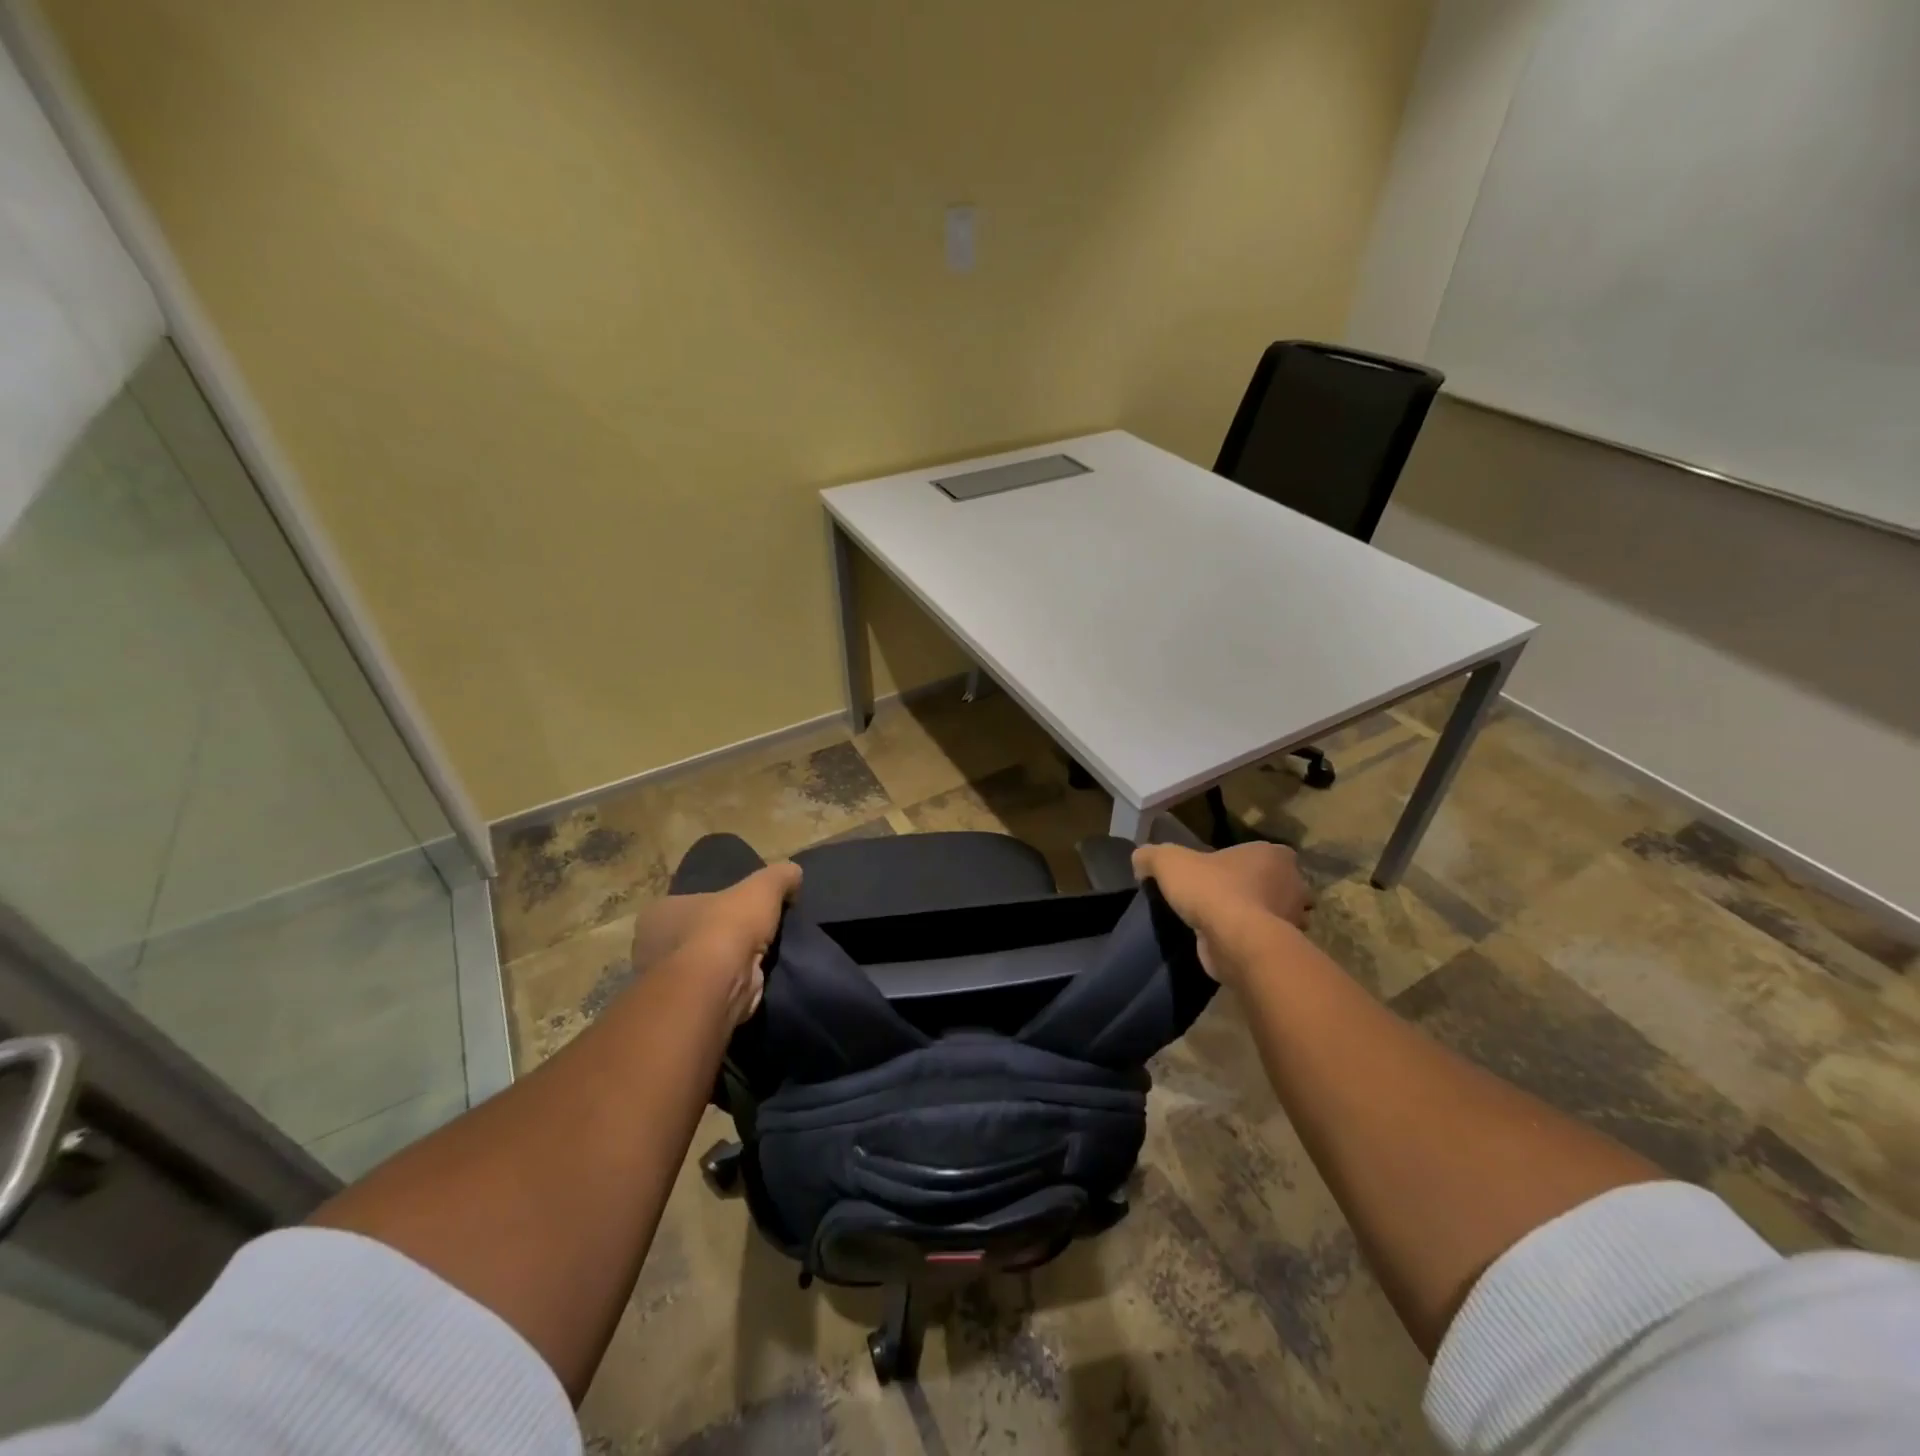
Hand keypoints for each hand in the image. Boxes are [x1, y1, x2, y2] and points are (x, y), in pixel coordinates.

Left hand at [628, 862, 801, 1025]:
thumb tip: (793, 874)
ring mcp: (666, 983)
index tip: (743, 910)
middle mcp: (652, 948)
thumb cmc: (727, 926)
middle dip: (720, 938)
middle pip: (694, 936)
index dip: (716, 906)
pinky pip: (713, 993)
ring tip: (760, 960)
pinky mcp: (685, 1010)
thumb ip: (779, 876)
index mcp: (659, 913)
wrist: (718, 984)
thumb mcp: (763, 886)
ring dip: (727, 966)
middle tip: (754, 936)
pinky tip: (753, 983)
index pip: (687, 905)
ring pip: (703, 968)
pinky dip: (732, 989)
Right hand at [1131, 842, 1311, 984]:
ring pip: (1273, 914)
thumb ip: (1152, 856)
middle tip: (1219, 898)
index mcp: (1274, 855)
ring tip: (1220, 924)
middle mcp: (1293, 884)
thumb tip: (1140, 862)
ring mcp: (1293, 920)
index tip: (1218, 873)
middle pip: (1272, 883)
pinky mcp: (1284, 950)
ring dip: (1254, 919)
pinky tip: (1226, 945)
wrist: (1236, 942)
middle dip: (1252, 890)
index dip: (1240, 861)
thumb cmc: (1211, 890)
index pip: (1262, 853)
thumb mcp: (1168, 862)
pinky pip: (1265, 941)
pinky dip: (1249, 943)